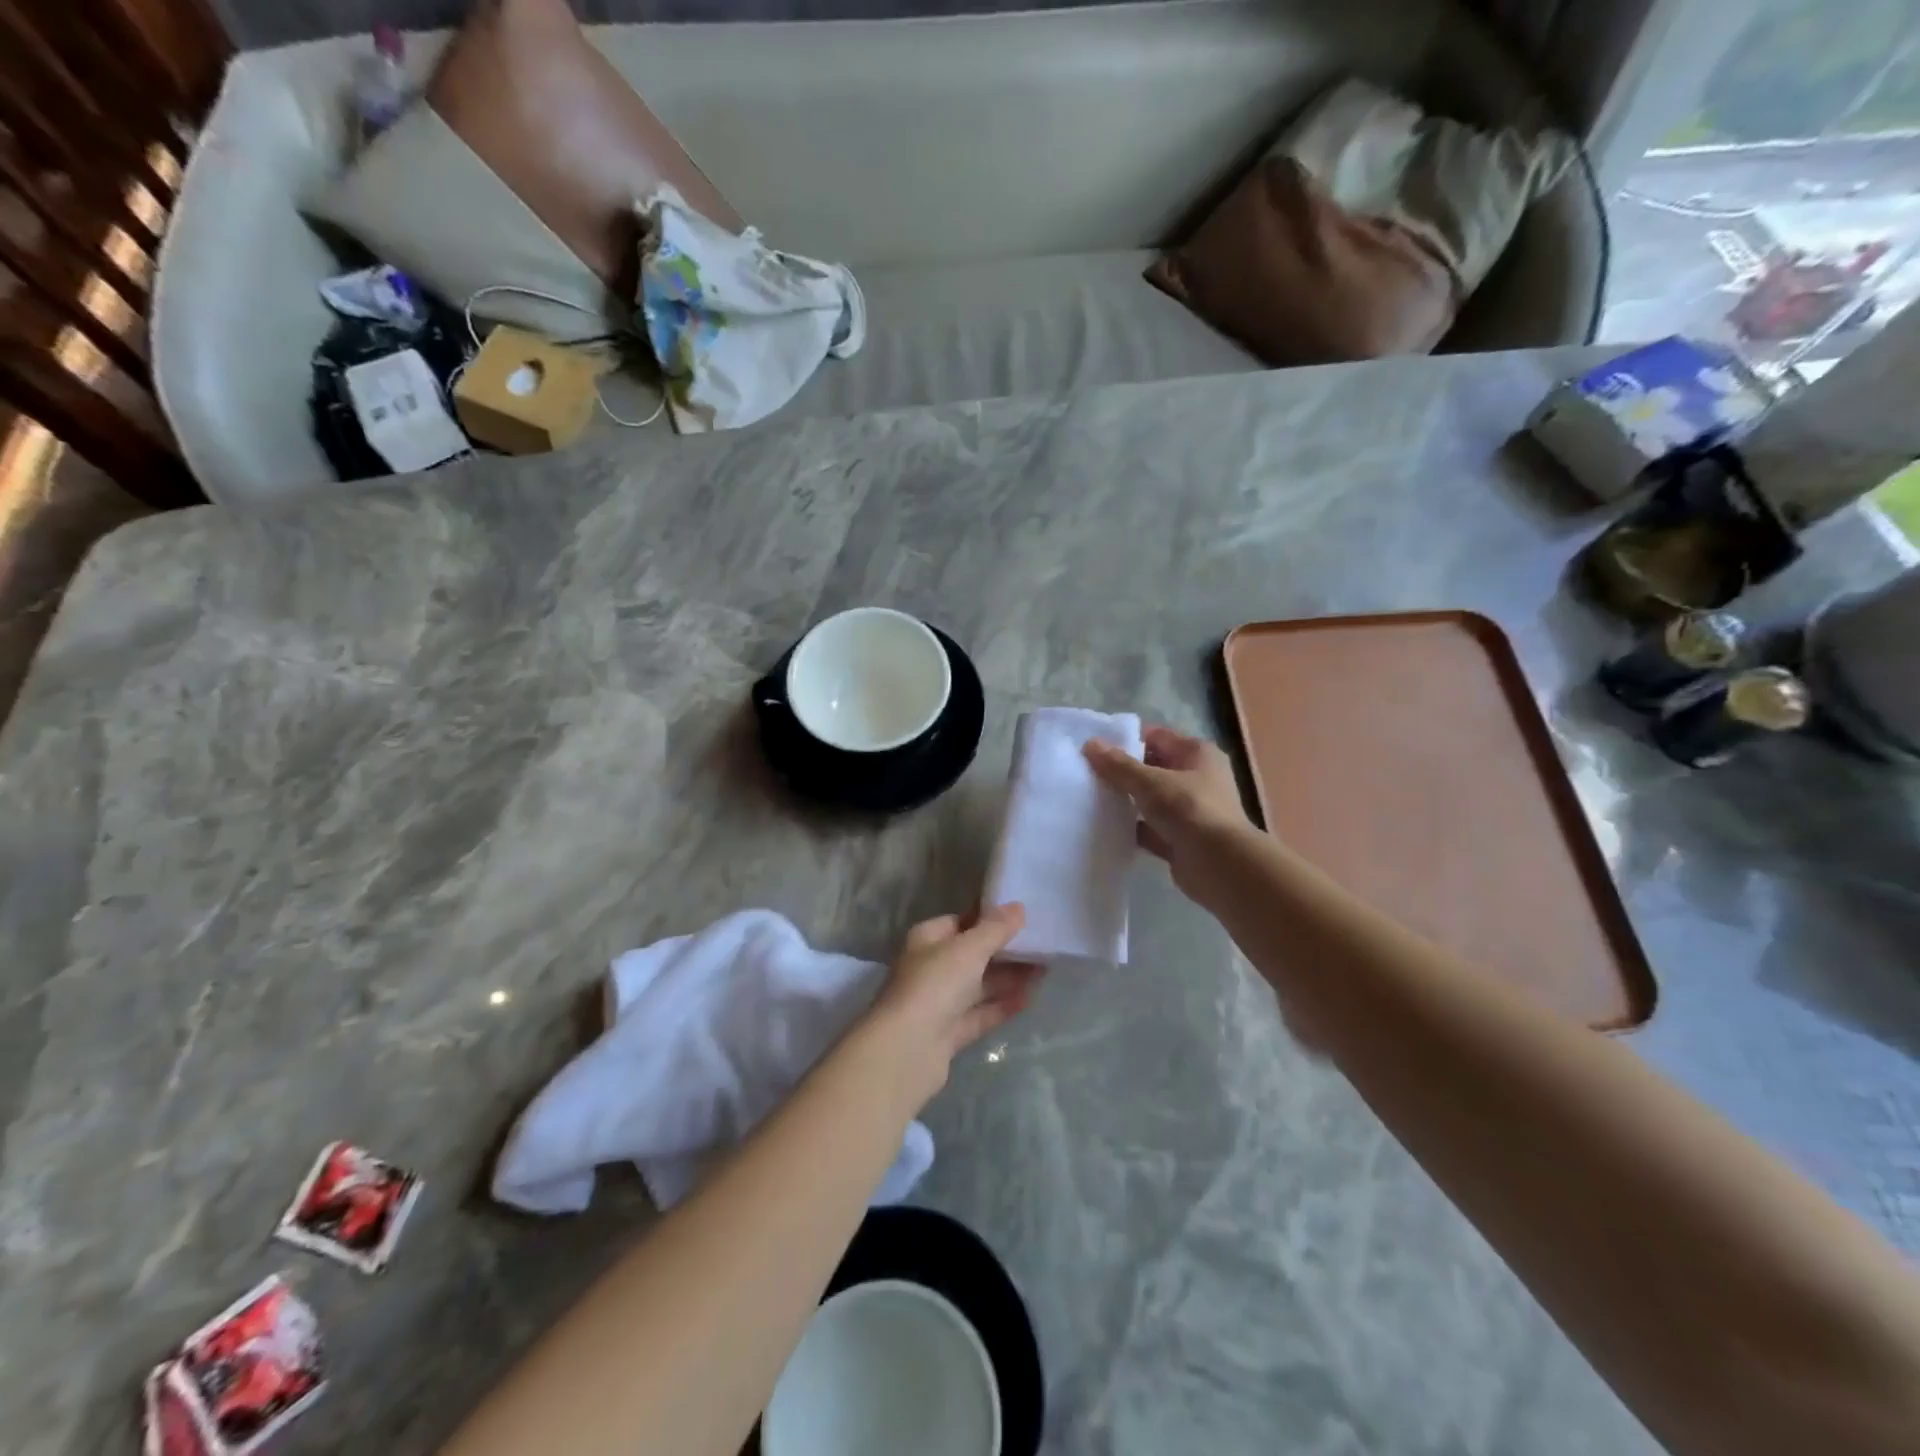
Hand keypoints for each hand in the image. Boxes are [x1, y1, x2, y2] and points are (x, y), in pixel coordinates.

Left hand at [862, 904, 1042, 1103]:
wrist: (907, 1050)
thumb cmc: (934, 985)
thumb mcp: (968, 948)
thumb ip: (995, 928)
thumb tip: (1018, 907)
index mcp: (927, 939)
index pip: (960, 921)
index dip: (989, 918)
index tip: (1022, 917)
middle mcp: (930, 968)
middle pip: (972, 955)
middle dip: (1004, 951)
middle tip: (1042, 945)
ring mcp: (938, 1003)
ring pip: (978, 986)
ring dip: (1008, 978)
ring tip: (1045, 970)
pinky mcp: (949, 1033)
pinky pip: (980, 1014)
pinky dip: (1002, 1006)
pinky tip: (1031, 998)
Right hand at [1085, 726, 1254, 901]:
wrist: (1220, 865)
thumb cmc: (1189, 810)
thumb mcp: (1150, 782)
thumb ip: (1119, 765)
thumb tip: (1090, 744)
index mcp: (1197, 754)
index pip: (1157, 737)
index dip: (1127, 739)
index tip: (1095, 747)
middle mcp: (1197, 778)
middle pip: (1152, 768)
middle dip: (1122, 771)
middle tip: (1086, 772)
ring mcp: (1189, 811)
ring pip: (1150, 800)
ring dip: (1126, 801)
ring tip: (1090, 798)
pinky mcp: (1180, 839)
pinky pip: (1150, 828)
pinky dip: (1131, 828)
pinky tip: (1104, 827)